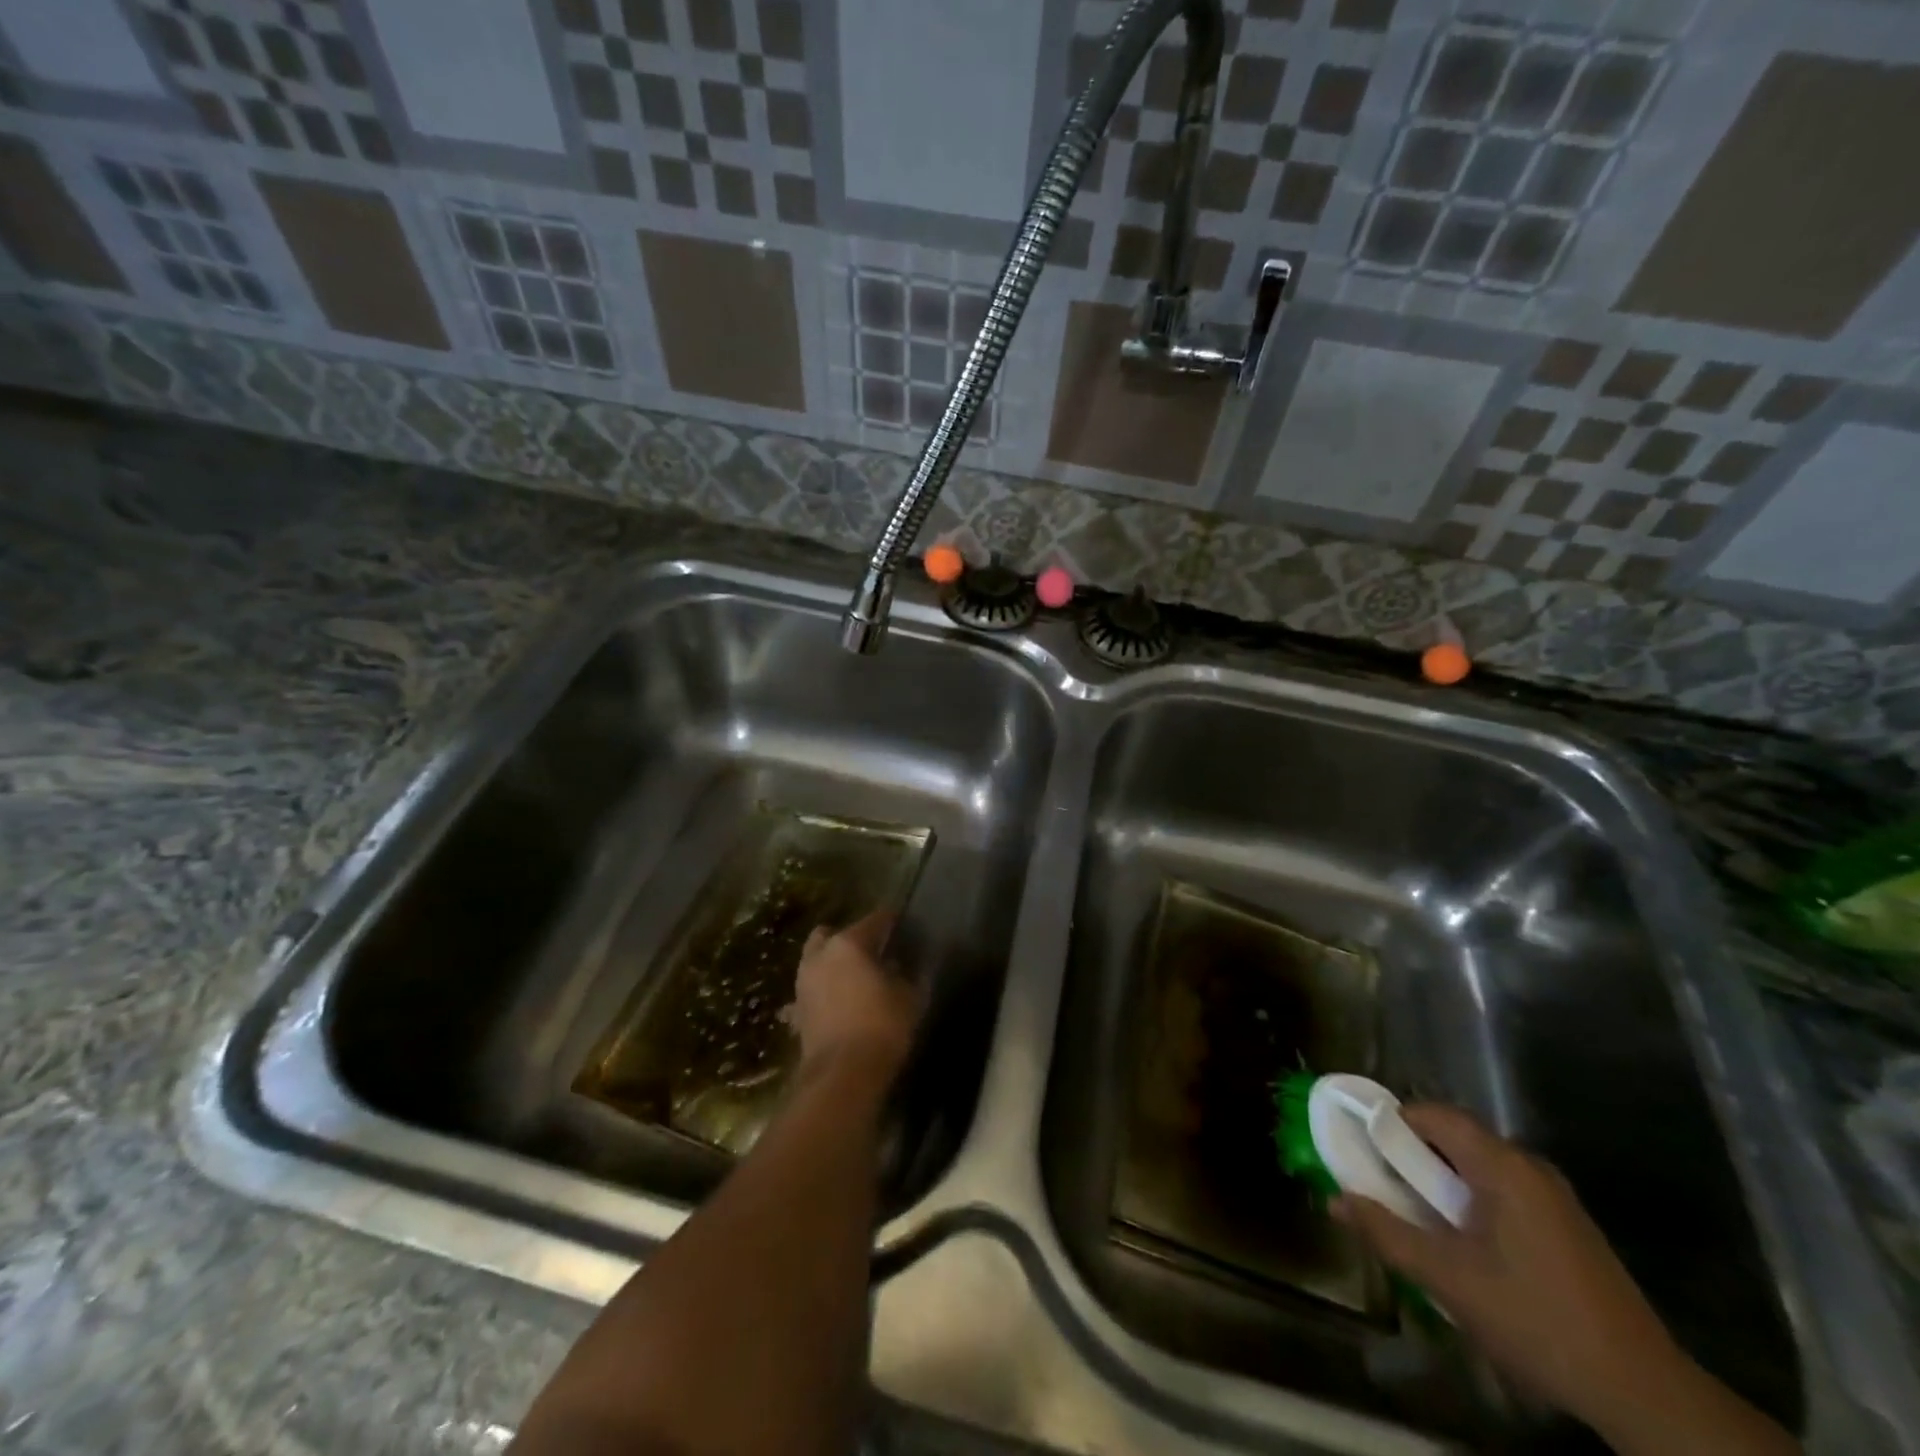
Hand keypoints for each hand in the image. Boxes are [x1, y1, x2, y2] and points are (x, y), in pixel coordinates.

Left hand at [790, 911, 920, 1084]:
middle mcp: (821, 956)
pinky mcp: (798, 1010)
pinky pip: (813, 989)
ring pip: (817, 959)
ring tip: (857, 977)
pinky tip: (842, 1002)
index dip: (892, 920)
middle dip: (852, 937)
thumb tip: (901, 965)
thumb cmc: (882, 1027)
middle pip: (834, 934)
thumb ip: (908, 974)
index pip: (875, 919)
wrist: (841, 1076)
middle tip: (873, 950)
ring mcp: (804, 983)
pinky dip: (825, 990)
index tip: (904, 923)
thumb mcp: (910, 997)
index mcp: (849, 944)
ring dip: (834, 963)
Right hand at [1333, 1105, 1681, 1433]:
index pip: (1433, 1115)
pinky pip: (1502, 1192)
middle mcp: (1530, 1167)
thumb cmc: (1535, 1319)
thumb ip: (1386, 1232)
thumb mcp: (1447, 1278)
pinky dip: (1470, 1202)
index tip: (1362, 1149)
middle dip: (1412, 1157)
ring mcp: (1554, 1198)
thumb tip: (1334, 1199)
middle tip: (1383, 1188)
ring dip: (1441, 1183)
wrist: (1643, 1393)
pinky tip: (1464, 1246)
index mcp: (1503, 1166)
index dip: (1391, 1123)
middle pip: (1455, 1137)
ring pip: (1478, 1167)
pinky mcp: (1567, 1227)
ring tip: (1417, 1219)